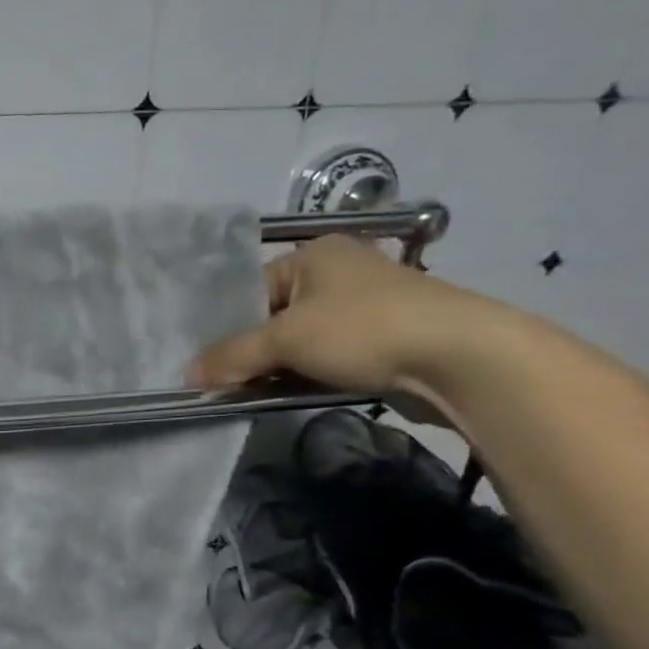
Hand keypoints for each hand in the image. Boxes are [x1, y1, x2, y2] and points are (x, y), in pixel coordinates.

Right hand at [188, 236, 505, 402]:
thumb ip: (232, 356)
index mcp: (314, 255)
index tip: (212, 364)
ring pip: (302, 340)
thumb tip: (187, 374)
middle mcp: (339, 272)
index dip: (228, 328)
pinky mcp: (385, 337)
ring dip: (281, 367)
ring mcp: (366, 305)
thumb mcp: (285, 341)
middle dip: (253, 351)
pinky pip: (330, 355)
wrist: (462, 357)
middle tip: (229, 383)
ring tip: (259, 392)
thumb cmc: (363, 330)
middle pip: (274, 317)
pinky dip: (311, 373)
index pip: (251, 290)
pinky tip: (298, 393)